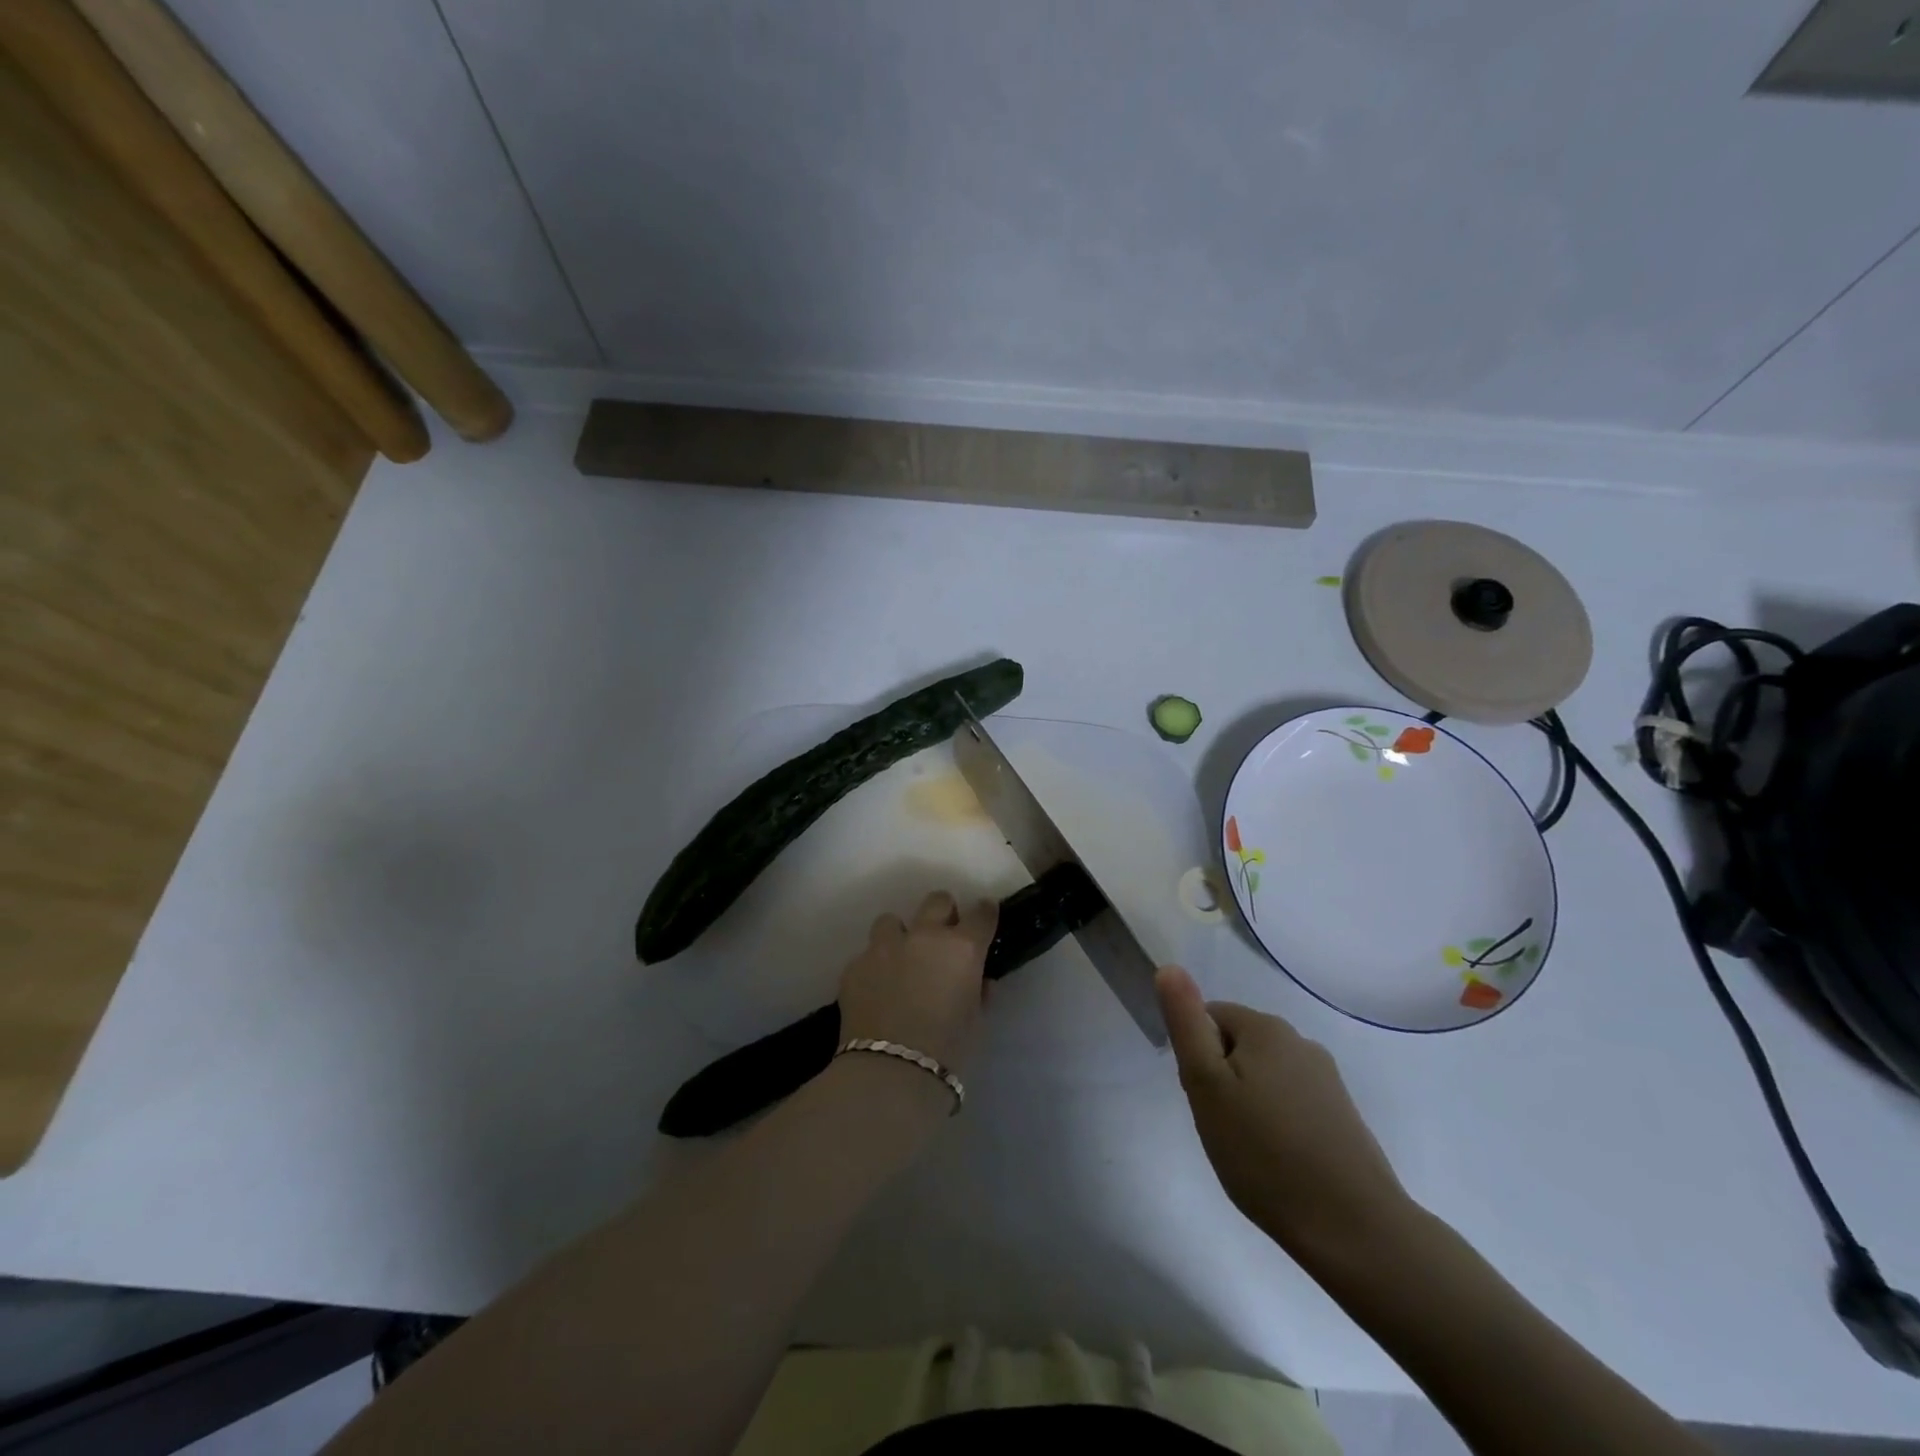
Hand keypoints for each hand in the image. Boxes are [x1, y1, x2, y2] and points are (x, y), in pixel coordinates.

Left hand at [838, 891, 996, 1073]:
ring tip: (899, 961)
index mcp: (962, 948)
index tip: (985, 918)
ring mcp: (885, 947)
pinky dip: (874, 968)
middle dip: (943, 913)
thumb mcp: (976, 1022)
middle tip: (942, 937)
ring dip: (899, 935)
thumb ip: (977, 991)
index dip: (985, 914)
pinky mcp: (855, 965)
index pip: (982, 914)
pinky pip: (867, 955)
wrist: (890, 1072)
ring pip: (892, 921)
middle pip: (937, 901)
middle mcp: (924, 937)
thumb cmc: (948, 1052)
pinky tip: (875, 992)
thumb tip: (976, 979)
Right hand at [1157, 965, 1410, 1262]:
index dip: (1196, 1058)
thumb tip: (1169, 967)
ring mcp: (1327, 1079)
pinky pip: (1292, 1103)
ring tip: (1249, 1150)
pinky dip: (1277, 1124)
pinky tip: (1279, 1162)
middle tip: (1221, 1127)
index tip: (1202, 1100)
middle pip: (1237, 1045)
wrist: (1354, 1229)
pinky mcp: (1343, 1115)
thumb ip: (1185, 1023)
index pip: (1209, 1018)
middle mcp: (1300, 1041)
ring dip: (1249, 1102)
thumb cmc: (1264, 1153)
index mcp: (1265, 1027)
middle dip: (1222, 1079)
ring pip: (1264, 1076)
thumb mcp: (1206, 1084)